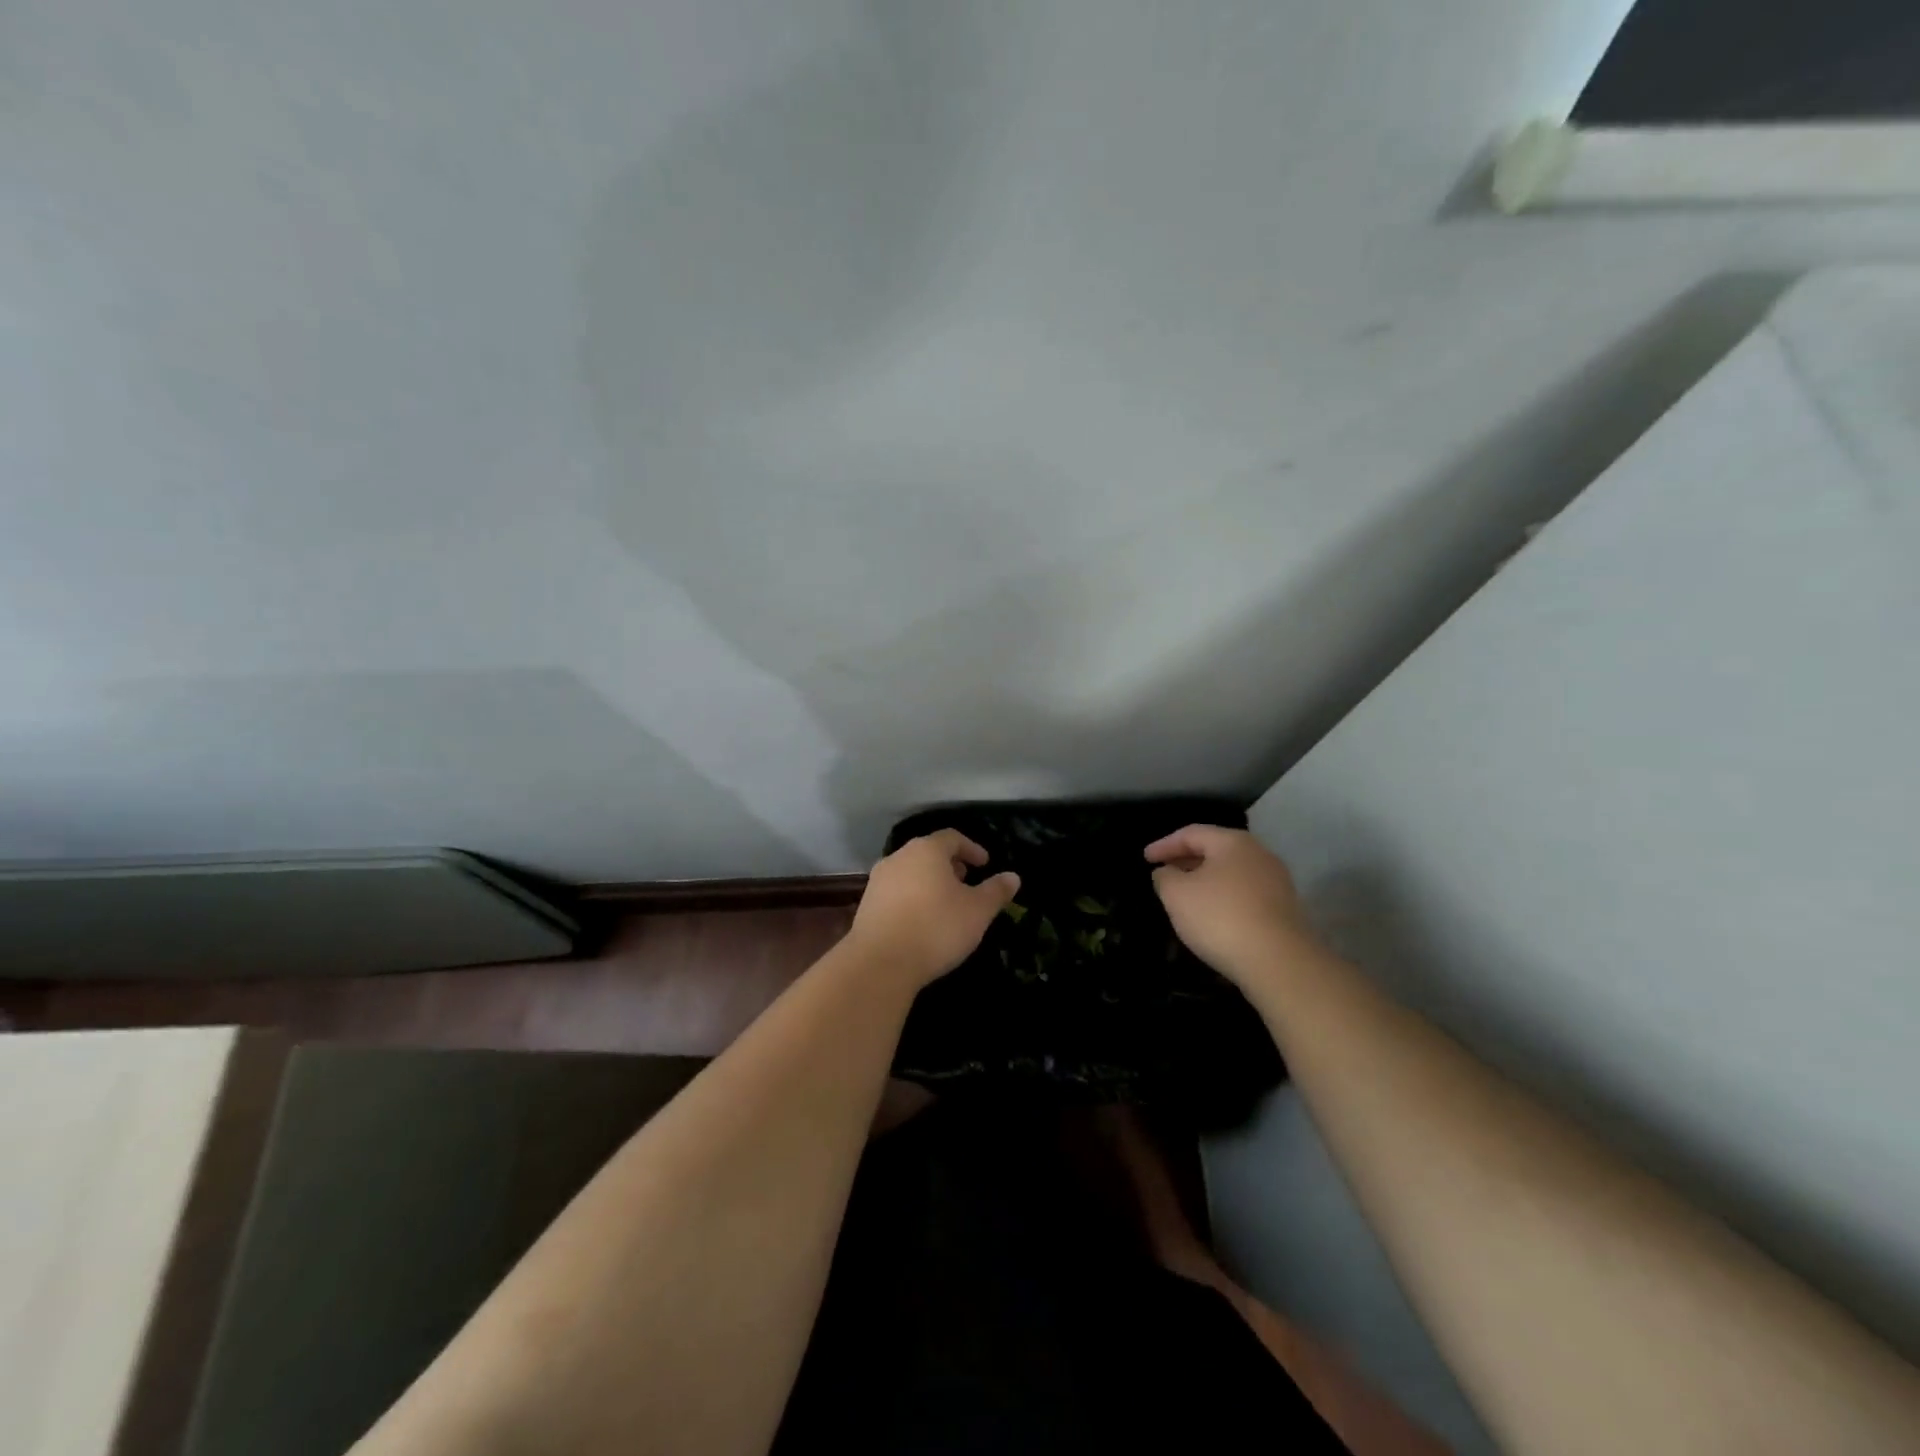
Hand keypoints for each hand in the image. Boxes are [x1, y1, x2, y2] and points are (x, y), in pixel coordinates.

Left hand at [847, 830, 1020, 988]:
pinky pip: (896, 892)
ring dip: (930, 881)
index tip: (985, 864)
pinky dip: (913, 897)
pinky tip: (922, 920)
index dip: (972, 848)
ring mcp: (879, 880)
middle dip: (950, 864)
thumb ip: (996, 891)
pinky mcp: (866, 904)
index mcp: (927, 850)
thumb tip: (1013, 876)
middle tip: (967, 882)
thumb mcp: (977, 911)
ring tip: (946, 903)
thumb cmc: (936, 928)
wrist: (881, 963)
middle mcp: (899, 857)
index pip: (952, 837)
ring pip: (911, 871)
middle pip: (928, 852)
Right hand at [1144, 825, 1313, 988]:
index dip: (1164, 845)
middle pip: (1215, 850)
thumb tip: (1168, 871)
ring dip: (1206, 880)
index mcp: (1233, 842)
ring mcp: (1276, 881)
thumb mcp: (1176, 894)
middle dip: (1186, 860)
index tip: (1145, 859)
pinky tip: (1212, 914)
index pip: (1191, 833)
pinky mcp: (1284, 908)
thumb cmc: (1220, 917)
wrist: (1279, 962)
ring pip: (1231, 872)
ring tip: (1185, 895)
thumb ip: (1165, 877)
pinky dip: (1223, 897)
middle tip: (1164, 872)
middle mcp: (1259, 854)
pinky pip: (1245, 893)